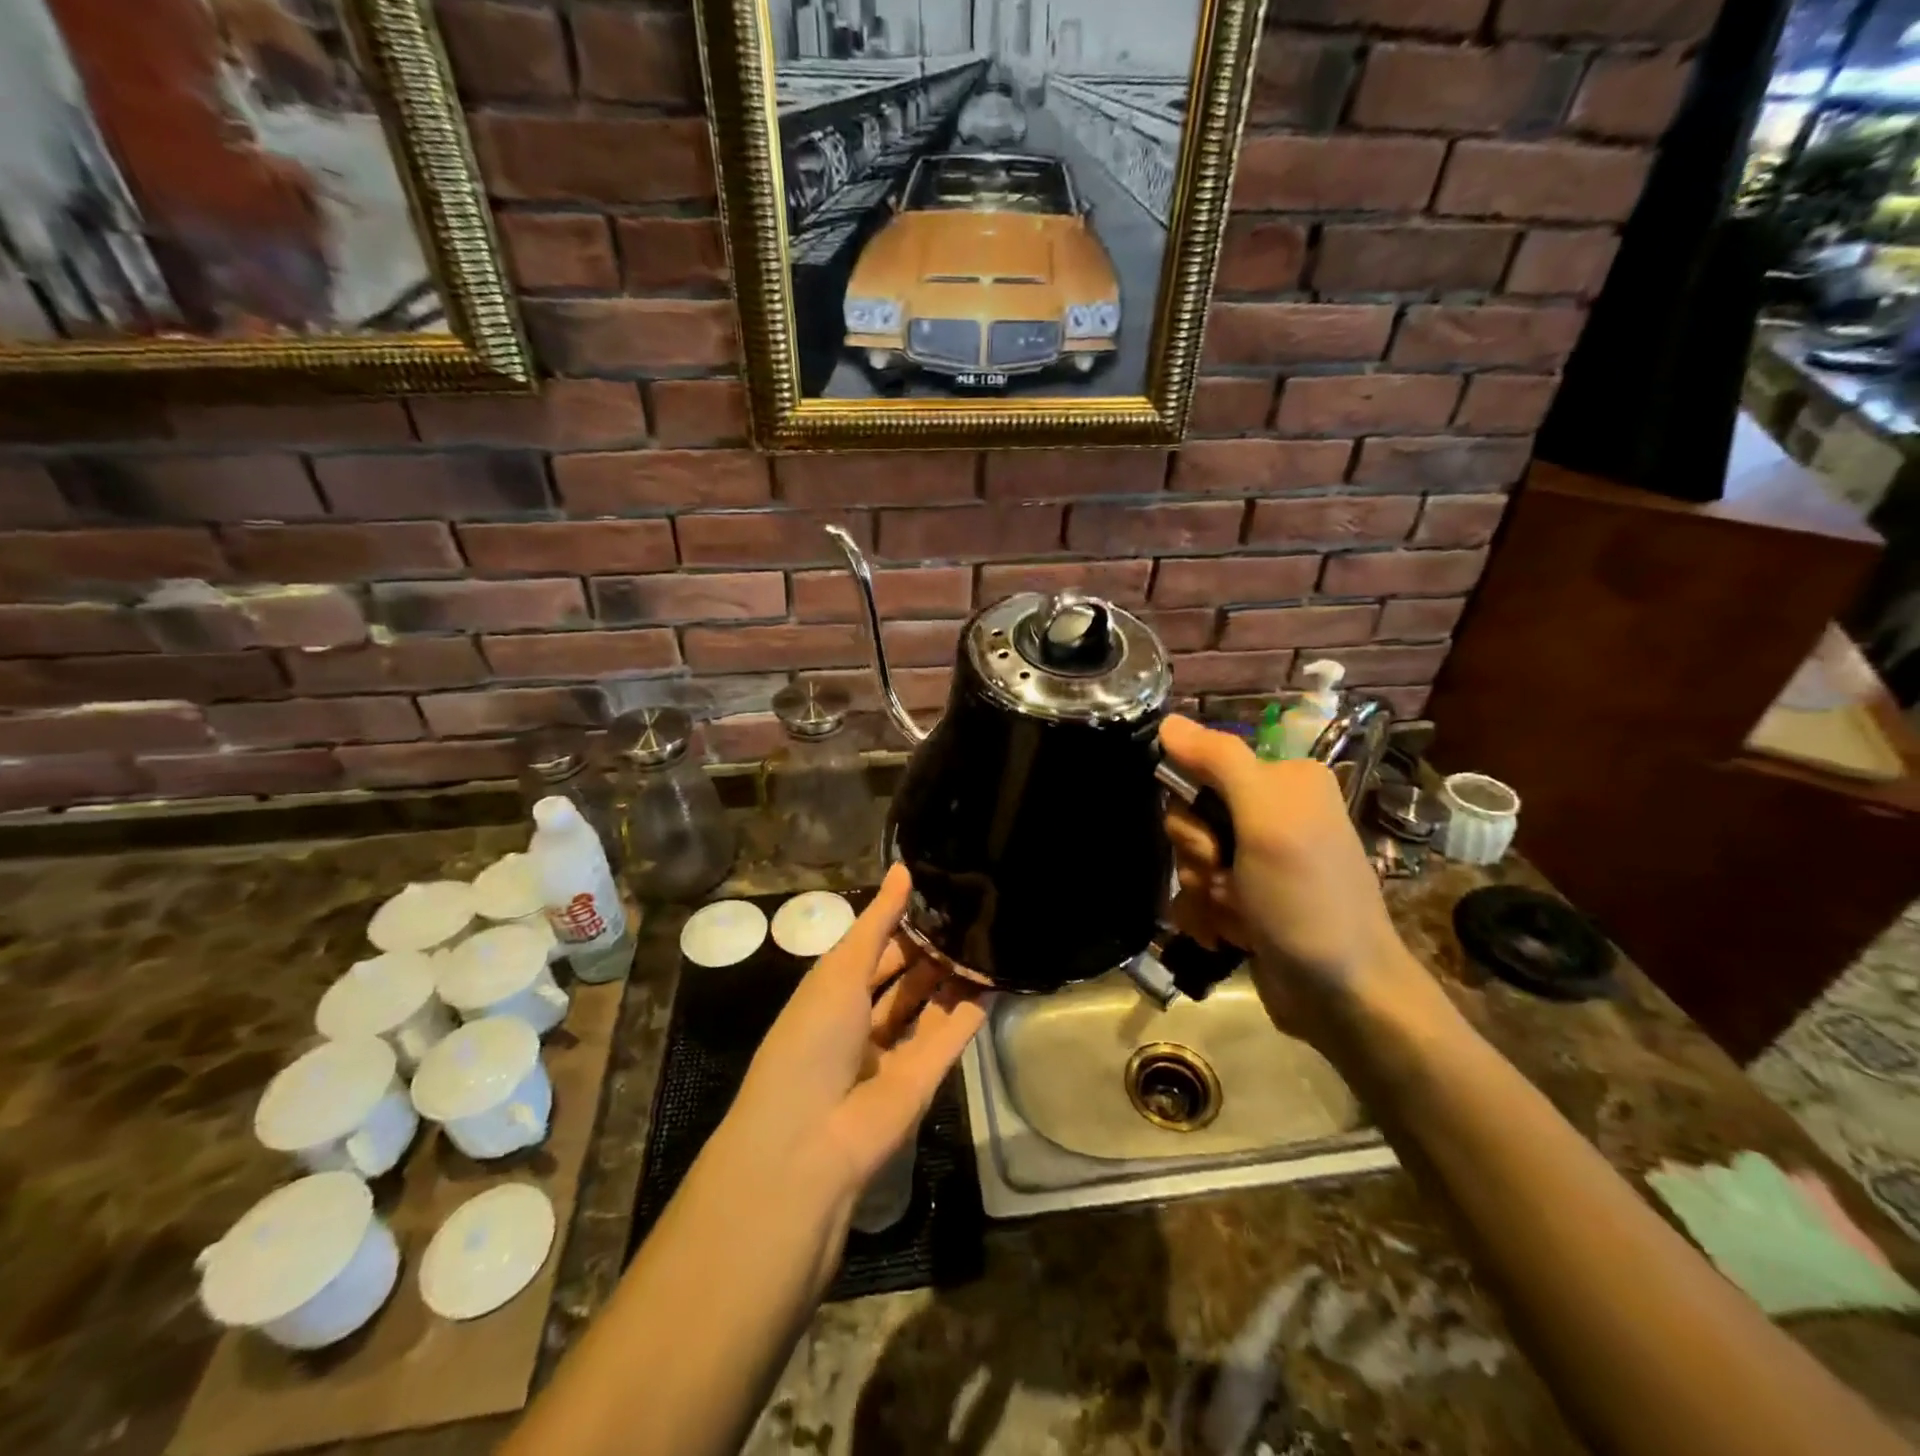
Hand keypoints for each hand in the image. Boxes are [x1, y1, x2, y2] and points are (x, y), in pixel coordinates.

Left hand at [725, 865, 992, 1206]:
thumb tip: (903, 868)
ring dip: (953, 976)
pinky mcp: (924, 1079)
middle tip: (972, 911)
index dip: (900, 922)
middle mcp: (862, 1020)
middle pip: (904, 977)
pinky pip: (951, 1036)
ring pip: (930, 1005)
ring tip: (987, 936)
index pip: (873, 949)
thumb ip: (878, 922)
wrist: (811, 1140)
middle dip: (931, 948)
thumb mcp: (841, 970)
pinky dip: (971, 1010)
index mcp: (833, 993)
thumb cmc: (812, 1038)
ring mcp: (894, 1052)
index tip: (938, 891)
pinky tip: (994, 977)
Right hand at [1159, 715, 1429, 1047]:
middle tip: (1226, 881)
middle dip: (1197, 857)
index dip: (1191, 808)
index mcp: (1283, 781)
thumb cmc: (1307, 900)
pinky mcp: (1249, 898)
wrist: (1343, 997)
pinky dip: (1206, 916)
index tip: (1212, 843)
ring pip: (1190, 858)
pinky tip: (1228, 938)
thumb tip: (1168, 720)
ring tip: (1235, 919)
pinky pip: (1199, 892)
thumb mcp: (1266, 821)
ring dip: (1201, 893)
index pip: (1201, 768)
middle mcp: (1271, 813)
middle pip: (1190, 816)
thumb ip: (1219, 762)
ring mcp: (1259, 859)